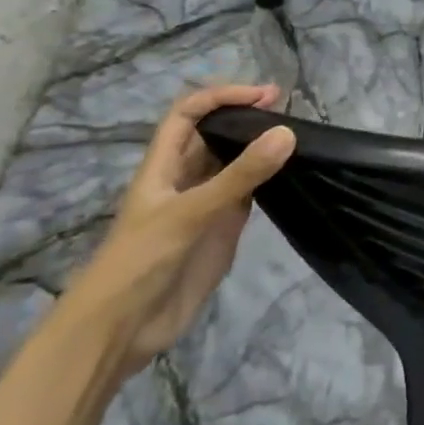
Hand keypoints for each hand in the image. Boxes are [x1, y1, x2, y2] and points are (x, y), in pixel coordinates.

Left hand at [64, 83, 296, 376]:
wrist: (123, 328)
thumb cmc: (142, 261)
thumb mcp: (191, 213)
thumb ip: (241, 175)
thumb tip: (287, 132)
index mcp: (163, 166)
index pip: (189, 113)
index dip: (222, 97)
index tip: (265, 96)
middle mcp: (185, 179)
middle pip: (214, 134)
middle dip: (246, 117)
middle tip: (292, 112)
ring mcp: (205, 205)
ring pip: (235, 163)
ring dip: (260, 148)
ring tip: (299, 137)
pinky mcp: (222, 229)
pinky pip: (249, 194)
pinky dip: (270, 180)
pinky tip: (293, 175)